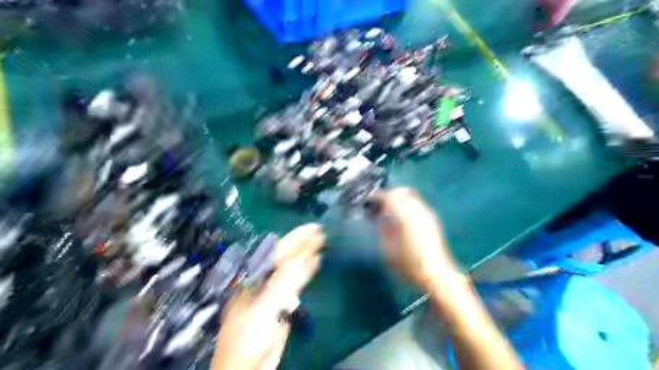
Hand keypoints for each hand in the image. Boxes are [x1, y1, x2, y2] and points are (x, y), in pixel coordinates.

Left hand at [210, 223, 322, 369]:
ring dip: (307, 255)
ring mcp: (275, 291)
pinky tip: (316, 262)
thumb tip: (299, 256)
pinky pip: (297, 283)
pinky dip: (307, 271)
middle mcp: (265, 280)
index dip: (296, 238)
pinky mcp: (283, 303)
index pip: (278, 251)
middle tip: (321, 232)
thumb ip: (283, 281)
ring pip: (293, 268)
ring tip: (322, 242)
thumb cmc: (249, 336)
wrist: (248, 367)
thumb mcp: (265, 307)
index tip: (313, 229)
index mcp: (256, 277)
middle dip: (304, 244)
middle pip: (287, 257)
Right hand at [376, 190, 458, 289]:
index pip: (390, 197)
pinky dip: (407, 204)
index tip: (370, 200)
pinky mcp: (433, 221)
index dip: (378, 196)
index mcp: (406, 218)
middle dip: (389, 194)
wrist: (436, 276)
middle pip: (402, 192)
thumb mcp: (388, 250)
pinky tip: (402, 218)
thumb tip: (380, 216)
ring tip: (389, 210)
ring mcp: (428, 215)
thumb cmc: (409, 266)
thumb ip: (383, 229)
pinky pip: (417, 204)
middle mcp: (418, 212)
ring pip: (411, 196)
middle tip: (378, 204)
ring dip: (399, 198)